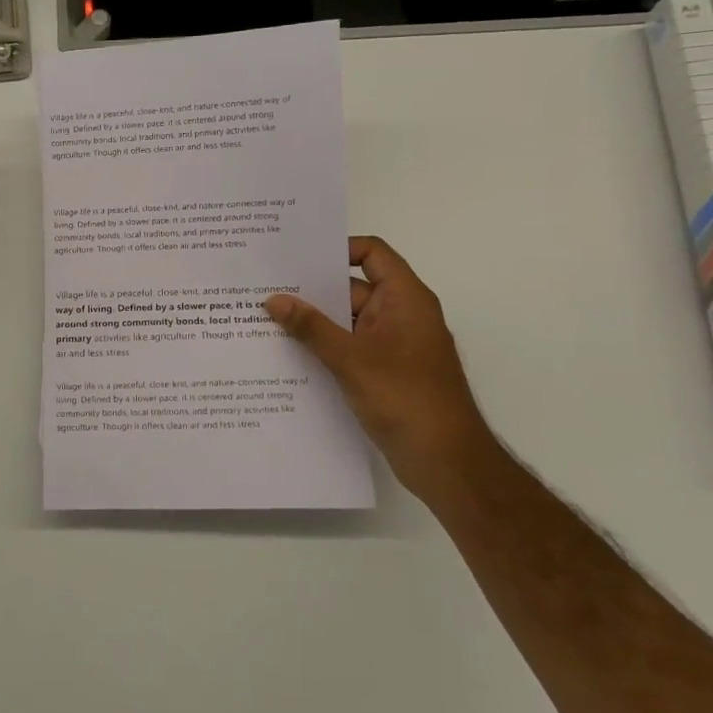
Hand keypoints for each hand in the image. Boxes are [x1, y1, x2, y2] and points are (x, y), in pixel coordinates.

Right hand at [265, 237, 488, 495]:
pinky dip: (323, 348)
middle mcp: (400, 316)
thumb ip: (310, 327)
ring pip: (347, 322)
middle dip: (312, 289)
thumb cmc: (405, 398)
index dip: (337, 249)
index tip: (296, 257)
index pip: (372, 253)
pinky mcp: (384, 373)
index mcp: (405, 299)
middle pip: (353, 288)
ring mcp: (393, 346)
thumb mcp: (351, 359)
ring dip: (313, 322)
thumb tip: (273, 299)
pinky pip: (349, 349)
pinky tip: (287, 354)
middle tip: (265, 286)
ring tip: (266, 318)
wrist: (446, 462)